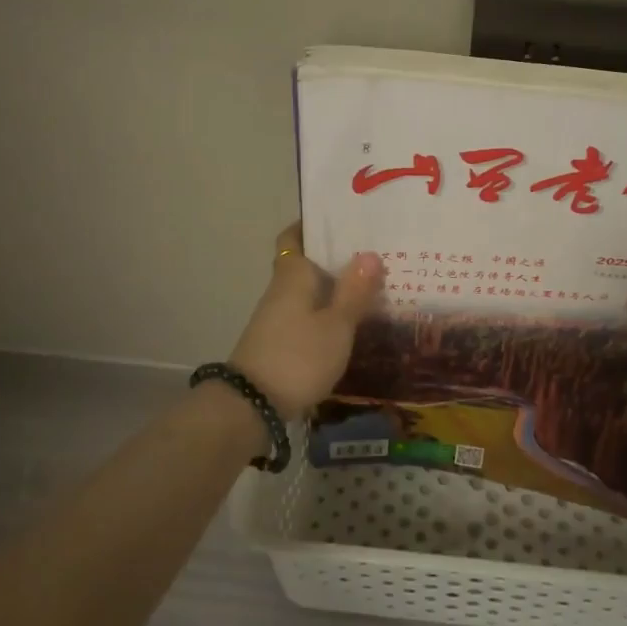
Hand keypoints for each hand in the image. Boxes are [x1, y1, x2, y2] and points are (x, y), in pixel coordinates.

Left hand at [227, 223, 384, 419]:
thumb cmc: (298, 356)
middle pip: (306, 262)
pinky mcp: (279, 340)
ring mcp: (277, 316)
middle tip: (374, 251)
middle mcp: (281, 289)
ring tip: (372, 283)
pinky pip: (307, 313)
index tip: (342, 220)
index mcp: (293, 274)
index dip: (313, 225)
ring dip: (334, 285)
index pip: (294, 236)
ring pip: (308, 289)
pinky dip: (327, 310)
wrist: (252, 405)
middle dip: (335, 257)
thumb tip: (369, 253)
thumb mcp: (336, 325)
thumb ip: (354, 291)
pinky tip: (351, 319)